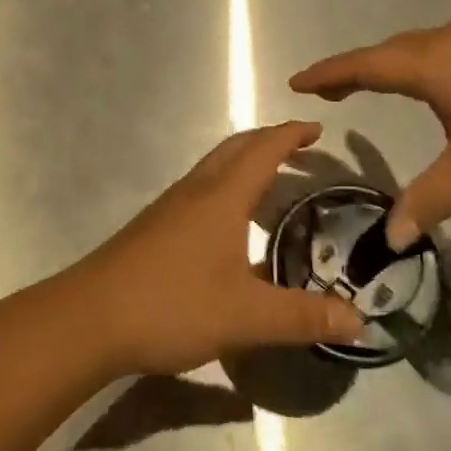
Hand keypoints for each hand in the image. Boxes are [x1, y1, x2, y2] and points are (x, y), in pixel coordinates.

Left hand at [65, 122, 366, 375]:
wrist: (90, 317)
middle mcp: (195, 190)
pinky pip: (200, 189)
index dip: (291, 135)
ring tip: (272, 183)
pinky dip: (225, 187)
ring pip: (214, 168)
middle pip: (235, 149)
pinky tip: (229, 224)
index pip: (263, 149)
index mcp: (221, 196)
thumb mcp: (246, 316)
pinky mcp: (154, 227)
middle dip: (269, 141)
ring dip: (245, 163)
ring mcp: (170, 206)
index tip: (318, 129)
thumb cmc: (172, 304)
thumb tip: (361, 321)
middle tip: (301, 150)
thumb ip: (303, 317)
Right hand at [290, 22, 450, 247]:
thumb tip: (391, 241)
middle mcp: (446, 41)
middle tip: (330, 91)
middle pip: (386, 51)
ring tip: (374, 85)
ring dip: (388, 64)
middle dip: (354, 70)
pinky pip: (442, 47)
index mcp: (428, 66)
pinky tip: (436, 82)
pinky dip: (418, 62)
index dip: (327, 74)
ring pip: (416, 47)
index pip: (362, 66)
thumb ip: (427, 202)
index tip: (297, 82)